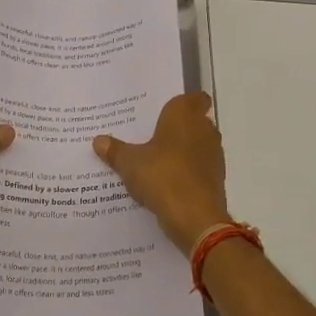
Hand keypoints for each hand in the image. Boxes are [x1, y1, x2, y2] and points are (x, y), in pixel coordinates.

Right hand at [93, 93, 229, 253]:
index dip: (184, 102)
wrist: (195, 217)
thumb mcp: (130, 163)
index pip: (195, 98)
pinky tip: (167, 183)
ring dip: (183, 152)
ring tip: (156, 161)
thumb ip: (115, 150)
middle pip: (195, 122)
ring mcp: (214, 155)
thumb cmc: (162, 175)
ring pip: (198, 146)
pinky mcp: (216, 179)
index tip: (166, 111)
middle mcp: (204, 130)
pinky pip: (199, 169)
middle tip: (151, 135)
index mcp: (185, 115)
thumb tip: (98, 141)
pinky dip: (188, 173)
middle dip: (178, 128)